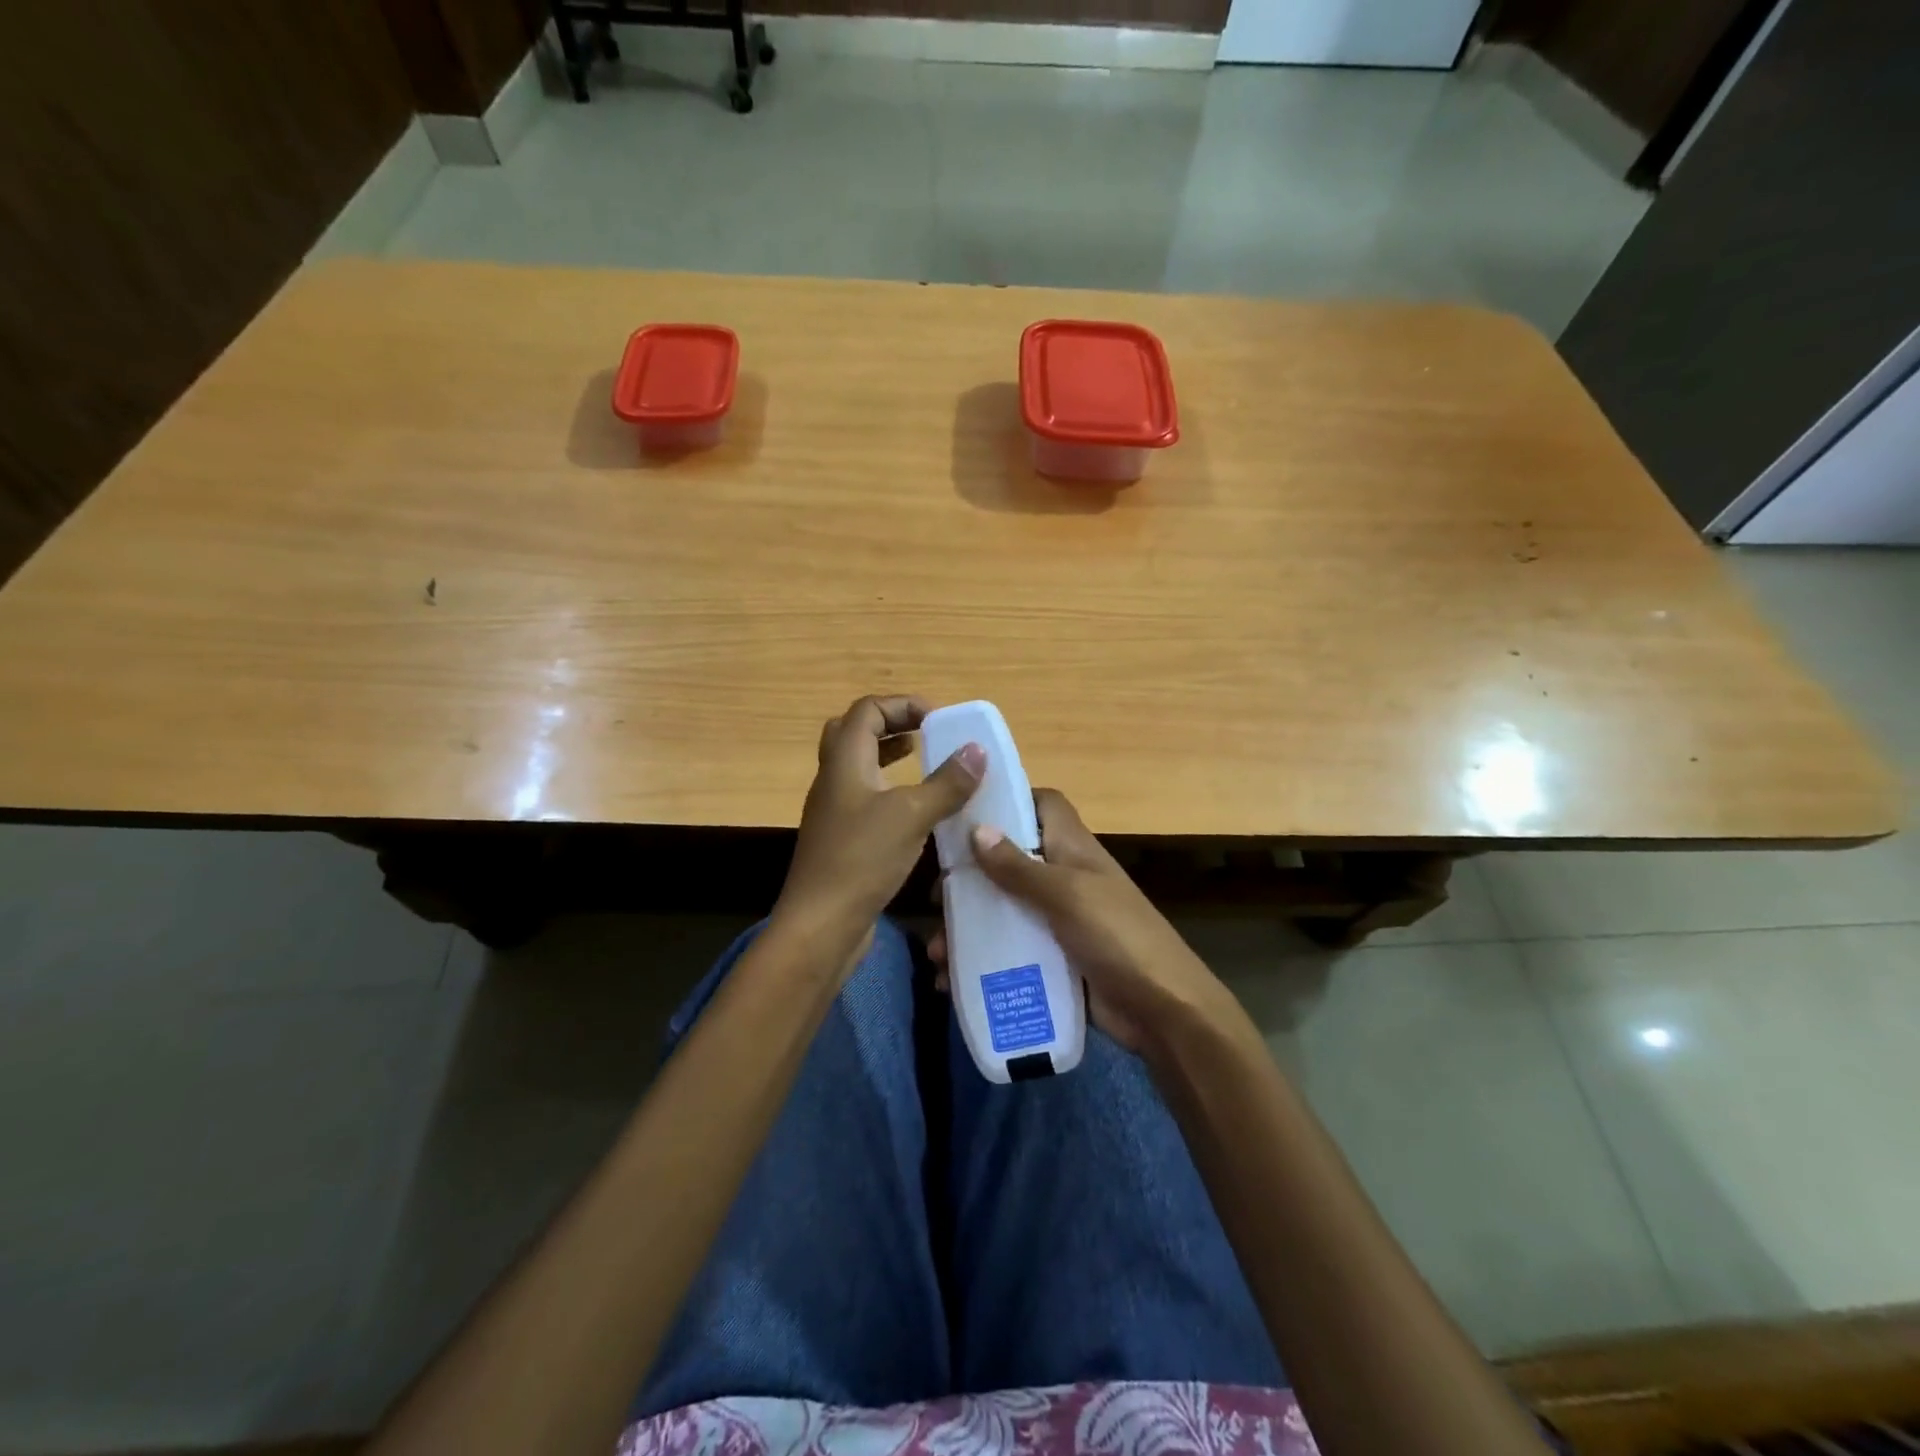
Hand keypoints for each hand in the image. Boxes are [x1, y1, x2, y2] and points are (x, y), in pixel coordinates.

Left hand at [772, 694, 984, 968]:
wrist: (820, 924)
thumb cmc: (862, 859)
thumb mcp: (912, 815)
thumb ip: (946, 782)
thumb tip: (977, 750)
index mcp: (844, 762)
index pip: (867, 710)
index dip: (902, 705)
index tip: (938, 720)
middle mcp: (833, 779)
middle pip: (854, 733)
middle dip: (892, 725)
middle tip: (926, 734)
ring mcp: (833, 811)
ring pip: (858, 767)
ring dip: (889, 757)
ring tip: (923, 762)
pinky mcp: (840, 839)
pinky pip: (864, 798)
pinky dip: (889, 790)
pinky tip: (915, 811)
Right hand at [931, 789, 1235, 1053]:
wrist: (1163, 1011)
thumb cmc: (1118, 937)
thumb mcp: (1066, 895)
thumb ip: (1020, 867)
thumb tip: (976, 830)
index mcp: (1073, 849)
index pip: (1043, 805)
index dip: (1010, 800)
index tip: (966, 812)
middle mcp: (1064, 877)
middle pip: (1011, 860)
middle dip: (971, 877)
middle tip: (938, 898)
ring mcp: (1059, 920)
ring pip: (1004, 910)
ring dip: (968, 927)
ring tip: (936, 951)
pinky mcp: (1054, 959)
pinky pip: (1010, 951)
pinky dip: (981, 962)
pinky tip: (950, 981)